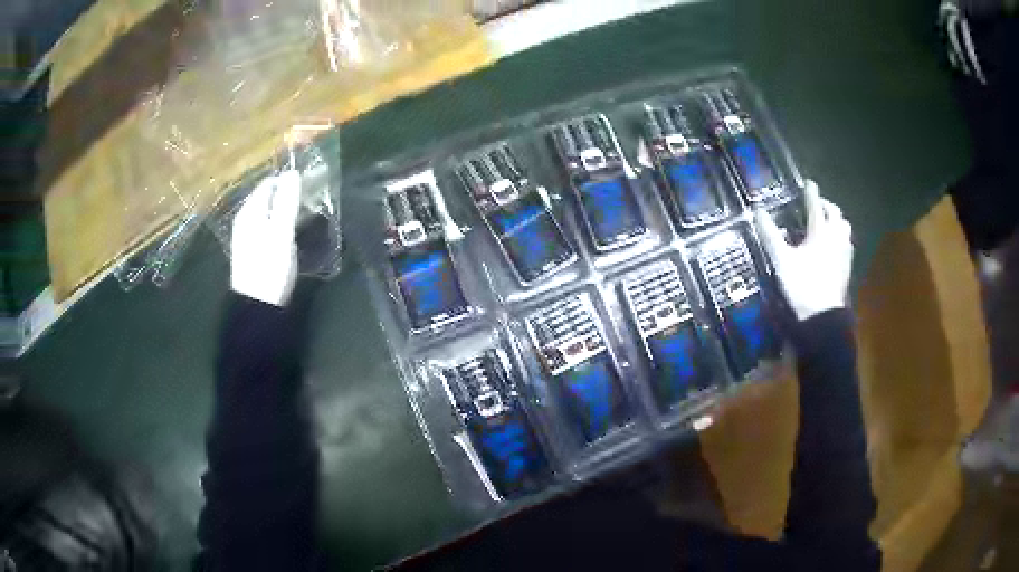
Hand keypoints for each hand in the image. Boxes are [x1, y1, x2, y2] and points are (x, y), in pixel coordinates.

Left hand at [230, 170, 301, 306]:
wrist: (258, 306)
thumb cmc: (269, 266)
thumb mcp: (281, 231)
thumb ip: (287, 201)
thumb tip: (293, 171)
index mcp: (250, 211)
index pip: (269, 183)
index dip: (288, 179)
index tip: (310, 181)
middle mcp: (247, 219)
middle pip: (269, 198)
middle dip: (289, 194)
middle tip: (312, 198)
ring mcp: (250, 236)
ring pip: (271, 213)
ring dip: (288, 210)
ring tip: (308, 213)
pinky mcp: (256, 250)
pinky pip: (271, 227)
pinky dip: (283, 224)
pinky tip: (294, 231)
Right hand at [754, 180, 853, 321]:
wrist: (823, 316)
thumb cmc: (802, 284)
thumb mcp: (782, 260)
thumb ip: (771, 235)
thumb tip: (758, 211)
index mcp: (820, 232)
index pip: (815, 206)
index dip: (811, 193)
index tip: (808, 183)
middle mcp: (835, 237)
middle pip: (835, 214)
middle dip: (826, 206)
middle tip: (818, 205)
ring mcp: (844, 253)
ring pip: (844, 228)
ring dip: (836, 221)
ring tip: (828, 223)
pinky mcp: (847, 267)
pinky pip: (846, 244)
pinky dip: (840, 238)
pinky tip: (834, 246)